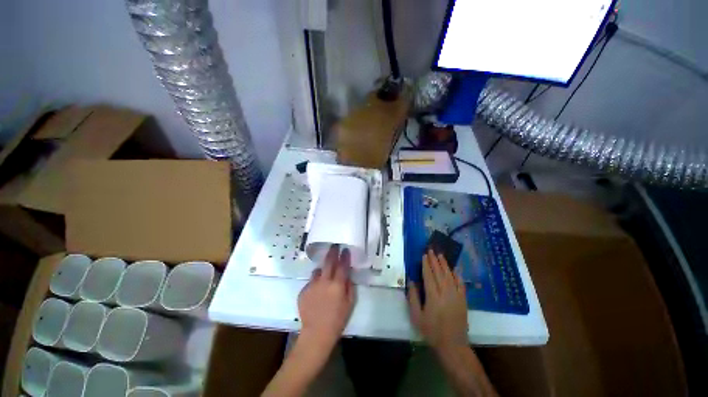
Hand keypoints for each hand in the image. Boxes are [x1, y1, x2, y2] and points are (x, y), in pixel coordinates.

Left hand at [298, 246, 355, 349]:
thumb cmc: (337, 319)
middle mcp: (324, 281)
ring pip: (317, 271)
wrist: (316, 333)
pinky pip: (310, 282)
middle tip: (334, 246)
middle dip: (332, 252)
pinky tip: (316, 292)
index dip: (344, 256)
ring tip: (323, 275)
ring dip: (321, 270)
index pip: (342, 265)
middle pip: (328, 262)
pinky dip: (314, 283)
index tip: (345, 249)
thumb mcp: (349, 303)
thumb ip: (349, 286)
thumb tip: (347, 274)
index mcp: (337, 285)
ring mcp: (312, 285)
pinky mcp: (303, 290)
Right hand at [408, 249, 468, 351]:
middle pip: (439, 273)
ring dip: (445, 264)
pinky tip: (455, 269)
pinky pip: (461, 284)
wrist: (453, 345)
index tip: (424, 255)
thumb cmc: (431, 331)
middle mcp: (445, 293)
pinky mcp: (463, 300)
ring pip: (450, 276)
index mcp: (433, 296)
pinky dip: (458, 275)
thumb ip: (413, 297)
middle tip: (431, 250)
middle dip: (434, 260)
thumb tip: (411, 281)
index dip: (426, 264)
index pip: (429, 275)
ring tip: (441, 255)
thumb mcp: (417, 316)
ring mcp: (456, 296)